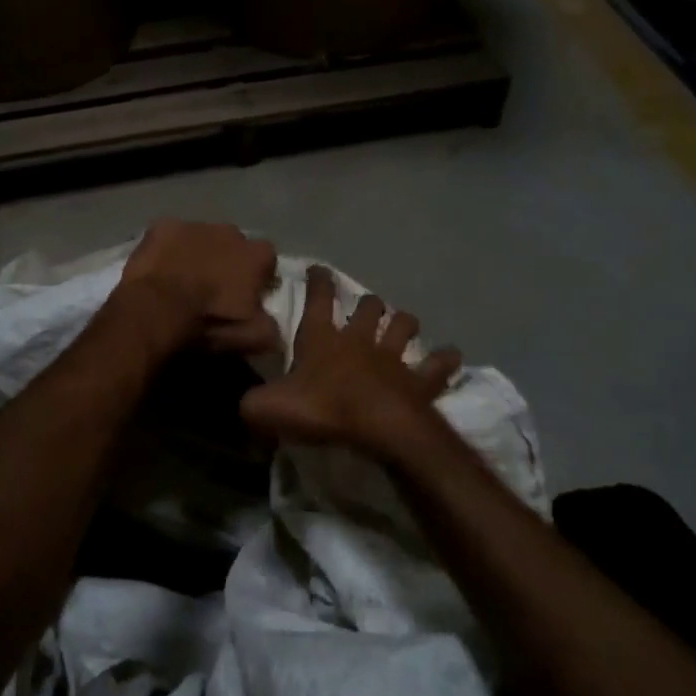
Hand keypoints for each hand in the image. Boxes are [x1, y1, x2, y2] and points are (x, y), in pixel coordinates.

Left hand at [117, 220, 280, 353]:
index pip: (268, 261)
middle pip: (234, 246)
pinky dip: (167, 251)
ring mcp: (195, 225)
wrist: (156, 310)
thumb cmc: (209, 322)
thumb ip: (272, 329)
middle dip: (227, 262)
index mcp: (258, 256)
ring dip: (197, 254)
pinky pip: (170, 237)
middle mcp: (232, 232)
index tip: (247, 296)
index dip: (258, 278)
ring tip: (182, 281)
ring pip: (202, 238)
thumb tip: (275, 329)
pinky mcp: (163, 226)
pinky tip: (158, 270)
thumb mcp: (253, 338)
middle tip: (212, 289)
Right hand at [240, 266, 459, 455]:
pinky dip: (444, 359)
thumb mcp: (267, 409)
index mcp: (322, 339)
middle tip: (367, 306)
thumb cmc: (322, 410)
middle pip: (368, 308)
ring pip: (402, 327)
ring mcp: (393, 358)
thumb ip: (251, 404)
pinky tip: (451, 355)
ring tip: (404, 322)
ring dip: (403, 322)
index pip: (318, 301)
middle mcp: (359, 340)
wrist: (378, 426)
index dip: (318, 283)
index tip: (319, 268)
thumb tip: (244, 406)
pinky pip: (436, 365)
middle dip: (367, 304)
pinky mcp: (419, 380)